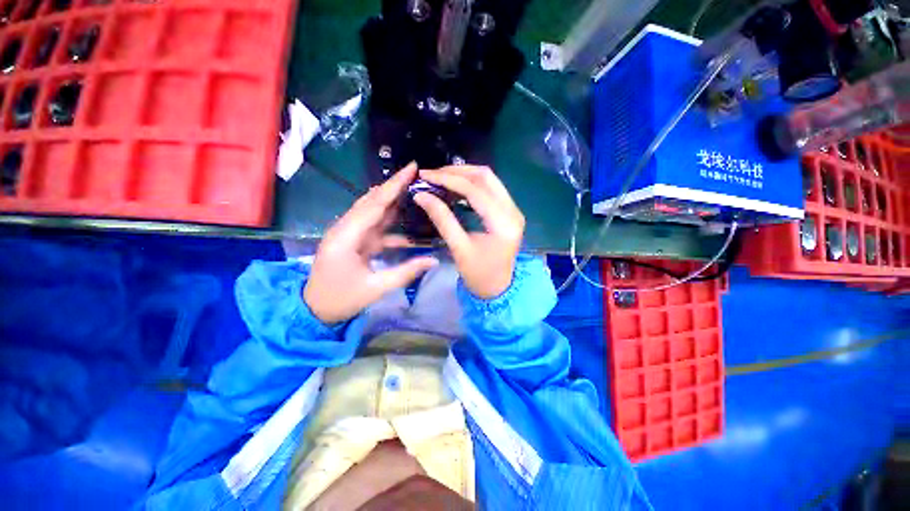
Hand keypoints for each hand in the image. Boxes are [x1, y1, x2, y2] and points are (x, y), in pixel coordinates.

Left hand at [303, 163, 437, 323]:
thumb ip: (406, 272)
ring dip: (393, 200)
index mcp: (347, 236)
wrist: (314, 309)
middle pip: (373, 201)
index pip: (375, 204)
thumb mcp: (376, 288)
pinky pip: (375, 226)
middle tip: (416, 175)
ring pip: (373, 211)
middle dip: (394, 186)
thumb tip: (434, 260)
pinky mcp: (354, 240)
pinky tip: (406, 219)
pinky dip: (390, 220)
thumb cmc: (342, 298)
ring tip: (413, 189)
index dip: (395, 185)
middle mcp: (346, 228)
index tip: (412, 168)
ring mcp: (349, 234)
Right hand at [413, 165, 523, 298]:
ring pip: (489, 180)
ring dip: (465, 175)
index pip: (475, 191)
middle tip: (433, 175)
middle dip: (457, 172)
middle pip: (486, 177)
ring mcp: (513, 210)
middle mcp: (513, 211)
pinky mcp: (509, 211)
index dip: (448, 179)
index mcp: (503, 223)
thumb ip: (442, 219)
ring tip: (441, 178)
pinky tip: (455, 187)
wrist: (498, 288)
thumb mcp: (459, 248)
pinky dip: (472, 184)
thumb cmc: (478, 274)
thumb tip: (421, 195)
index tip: (425, 175)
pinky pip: (491, 189)